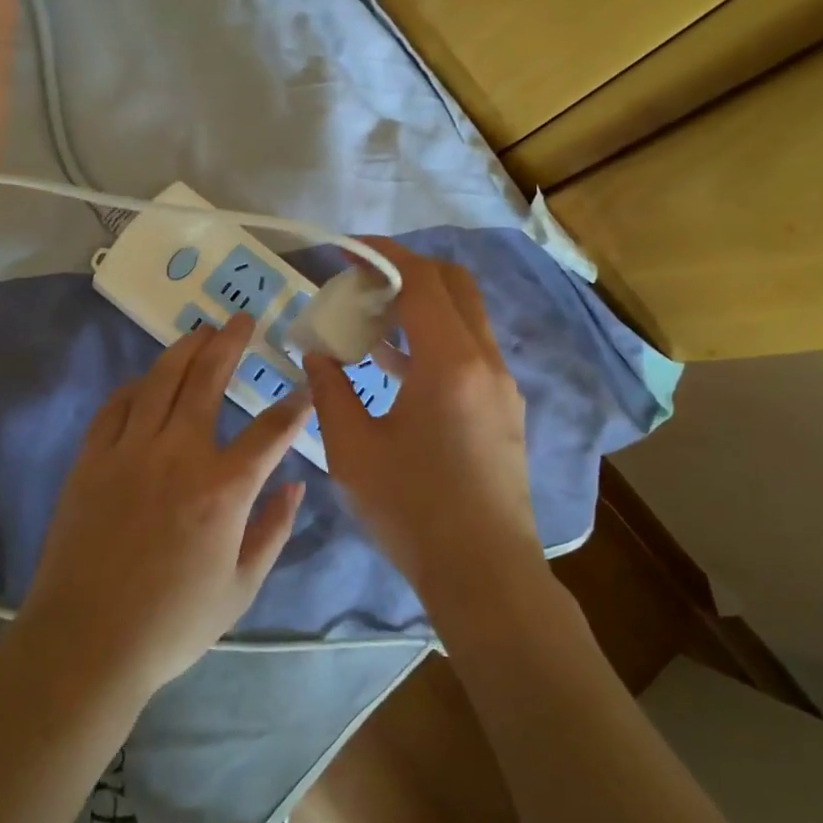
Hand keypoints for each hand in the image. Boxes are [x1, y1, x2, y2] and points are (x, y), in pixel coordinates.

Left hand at [17, 313, 311, 700]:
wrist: (86, 641)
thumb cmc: (172, 623)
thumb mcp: (242, 588)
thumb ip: (274, 530)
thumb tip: (296, 484)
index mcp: (223, 488)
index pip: (270, 432)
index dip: (293, 408)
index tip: (303, 391)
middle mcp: (178, 454)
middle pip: (208, 380)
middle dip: (230, 344)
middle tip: (241, 319)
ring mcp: (129, 451)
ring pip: (160, 381)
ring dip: (183, 350)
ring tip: (200, 330)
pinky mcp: (91, 459)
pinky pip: (115, 406)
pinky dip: (135, 386)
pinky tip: (146, 380)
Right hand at [306, 240, 545, 611]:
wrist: (485, 574)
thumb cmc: (412, 511)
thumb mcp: (352, 450)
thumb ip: (330, 389)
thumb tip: (317, 352)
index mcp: (449, 362)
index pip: (420, 279)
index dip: (382, 254)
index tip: (346, 248)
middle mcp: (485, 360)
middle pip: (453, 284)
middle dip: (406, 270)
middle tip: (361, 282)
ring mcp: (501, 384)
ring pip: (465, 316)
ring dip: (420, 305)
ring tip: (369, 321)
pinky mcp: (504, 407)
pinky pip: (469, 349)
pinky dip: (434, 338)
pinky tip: (395, 366)